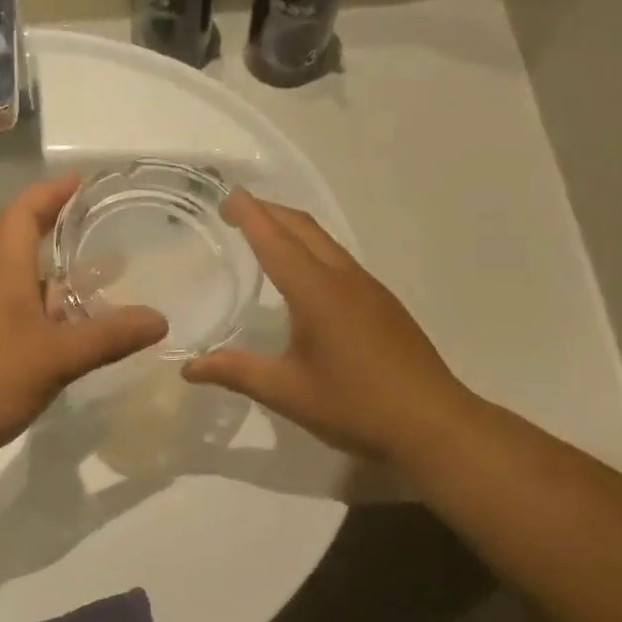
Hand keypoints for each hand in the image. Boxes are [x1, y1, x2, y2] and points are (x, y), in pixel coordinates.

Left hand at [0, 174, 167, 472]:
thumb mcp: (54, 357)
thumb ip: (107, 337)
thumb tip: (160, 319)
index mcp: (4, 274)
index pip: (23, 213)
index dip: (51, 192)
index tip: (86, 183)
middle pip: (30, 248)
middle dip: (69, 236)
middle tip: (115, 233)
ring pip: (34, 291)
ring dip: (69, 283)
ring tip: (115, 283)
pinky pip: (31, 324)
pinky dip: (60, 321)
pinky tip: (87, 338)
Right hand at [182, 192, 470, 464]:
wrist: (432, 424)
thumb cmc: (355, 406)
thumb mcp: (287, 393)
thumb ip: (236, 373)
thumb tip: (188, 369)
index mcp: (317, 292)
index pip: (275, 241)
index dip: (250, 215)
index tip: (226, 197)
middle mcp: (345, 279)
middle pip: (304, 229)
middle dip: (269, 212)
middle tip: (236, 212)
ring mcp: (369, 289)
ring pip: (325, 243)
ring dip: (292, 230)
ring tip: (264, 237)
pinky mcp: (383, 305)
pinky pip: (340, 262)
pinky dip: (312, 252)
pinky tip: (303, 280)